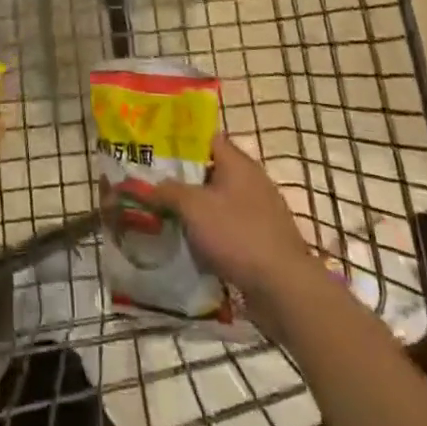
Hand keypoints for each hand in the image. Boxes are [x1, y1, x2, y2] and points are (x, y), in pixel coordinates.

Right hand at [152, 133, 321, 320]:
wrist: (285, 289)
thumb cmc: (237, 235)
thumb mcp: (193, 207)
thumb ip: (166, 191)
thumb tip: (141, 185)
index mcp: (237, 162)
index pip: (205, 137)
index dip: (179, 139)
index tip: (154, 147)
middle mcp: (251, 180)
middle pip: (210, 169)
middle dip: (182, 177)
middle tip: (153, 183)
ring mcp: (259, 211)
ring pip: (218, 201)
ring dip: (195, 208)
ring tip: (166, 214)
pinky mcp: (262, 240)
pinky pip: (228, 227)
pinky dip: (210, 232)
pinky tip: (191, 244)